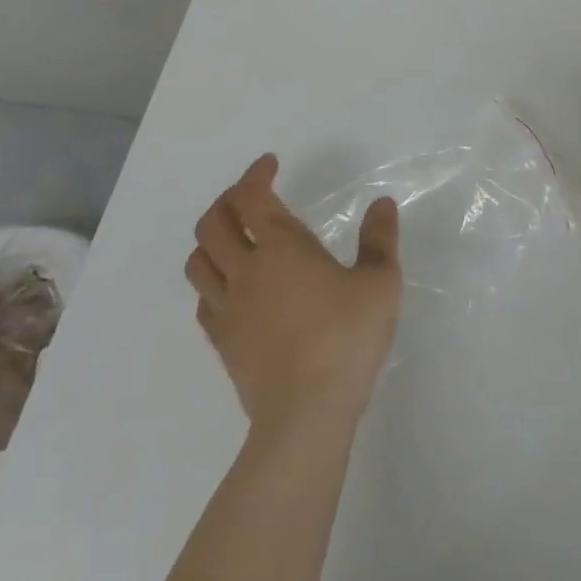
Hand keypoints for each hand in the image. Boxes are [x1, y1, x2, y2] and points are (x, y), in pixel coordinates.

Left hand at [186, 154, 401, 432]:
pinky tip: (235, 286)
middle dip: (228, 200)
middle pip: (213, 223)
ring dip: (212, 238)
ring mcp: (228, 308)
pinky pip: (203, 298)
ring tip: (237, 236)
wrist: (305, 416)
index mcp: (281, 248)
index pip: (252, 197)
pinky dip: (213, 279)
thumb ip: (380, 239)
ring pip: (199, 261)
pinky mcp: (222, 342)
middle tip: (252, 194)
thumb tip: (381, 205)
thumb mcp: (380, 283)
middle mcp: (246, 271)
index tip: (271, 164)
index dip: (256, 174)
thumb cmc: (346, 339)